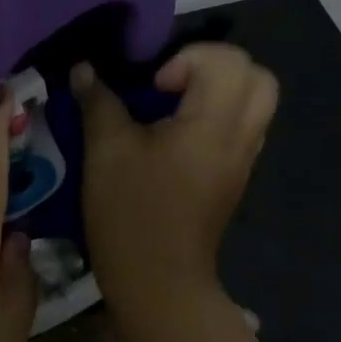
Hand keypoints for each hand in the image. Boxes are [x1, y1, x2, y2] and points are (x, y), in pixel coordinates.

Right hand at [71, 44, 278, 313]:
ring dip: (218, 91)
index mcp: (215, 122)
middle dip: (214, 66)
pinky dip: (218, 116)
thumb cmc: (131, 211)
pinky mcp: (234, 177)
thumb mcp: (105, 149)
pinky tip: (177, 138)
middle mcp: (241, 135)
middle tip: (173, 86)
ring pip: (255, 102)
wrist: (158, 282)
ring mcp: (243, 159)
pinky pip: (243, 127)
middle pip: (257, 75)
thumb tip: (83, 69)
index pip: (227, 59)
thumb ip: (98, 100)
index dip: (187, 60)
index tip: (154, 89)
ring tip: (174, 109)